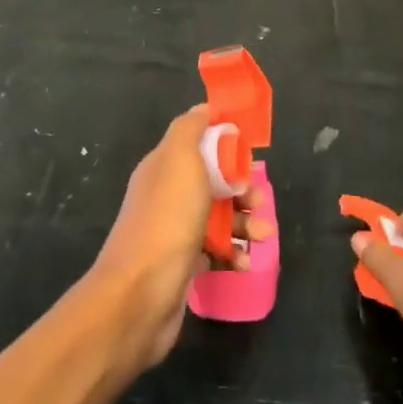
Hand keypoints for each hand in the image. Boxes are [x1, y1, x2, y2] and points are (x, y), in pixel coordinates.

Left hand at [88, 105, 272, 369]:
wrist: (139, 295)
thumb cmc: (166, 220)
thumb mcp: (179, 160)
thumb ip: (190, 129)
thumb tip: (204, 108)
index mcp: (163, 167)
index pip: (199, 145)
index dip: (226, 146)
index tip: (250, 154)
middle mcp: (166, 196)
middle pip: (213, 182)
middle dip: (242, 189)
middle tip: (259, 202)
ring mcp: (173, 232)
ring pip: (217, 218)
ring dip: (244, 224)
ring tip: (263, 236)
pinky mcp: (182, 265)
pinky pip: (214, 252)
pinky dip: (232, 254)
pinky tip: (243, 263)